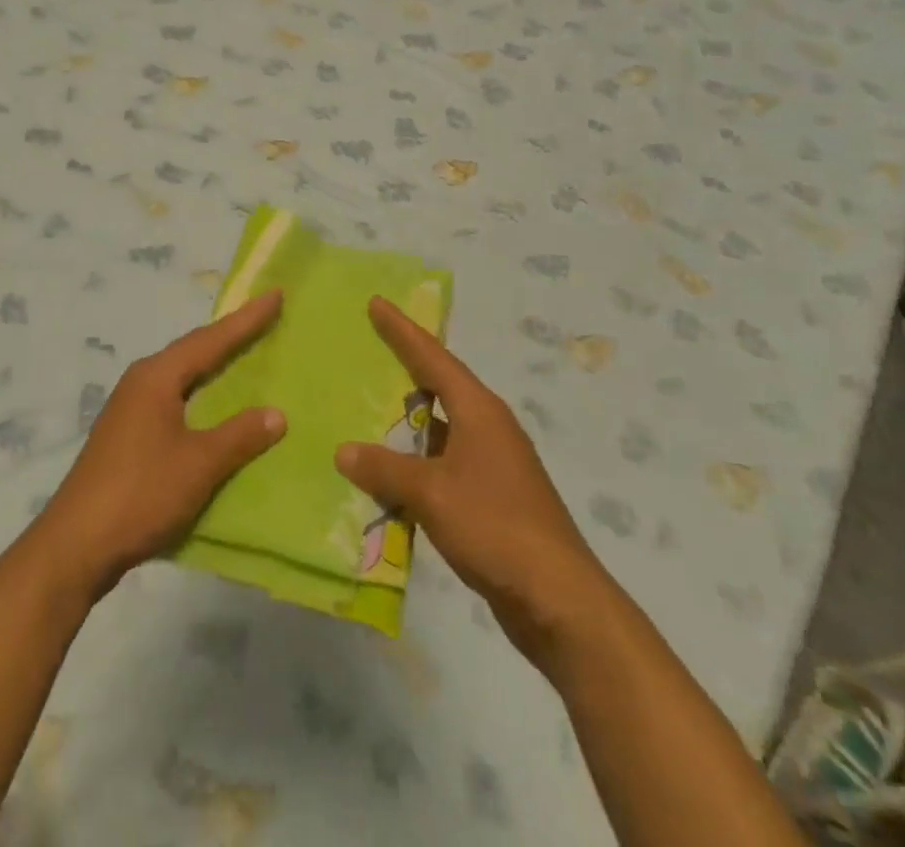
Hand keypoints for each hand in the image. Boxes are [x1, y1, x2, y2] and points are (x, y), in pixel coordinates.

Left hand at [33, 293, 286, 599]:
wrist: (76, 543)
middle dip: (229, 335)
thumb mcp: (199, 464)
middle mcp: (141, 381)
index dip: (246, 320)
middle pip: (193, 350)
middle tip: (264, 318)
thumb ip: (239, 436)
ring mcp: (130, 407)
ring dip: (213, 364)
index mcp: (157, 377)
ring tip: (244, 353)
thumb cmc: (141, 493)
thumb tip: (277, 413)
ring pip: (181, 375)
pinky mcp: (127, 433)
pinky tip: (212, 405)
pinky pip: (173, 397)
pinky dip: (199, 392)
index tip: (274, 294)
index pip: (210, 340)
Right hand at [336, 297, 616, 670]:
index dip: (402, 330)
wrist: (560, 601)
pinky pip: (443, 464)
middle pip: (439, 386)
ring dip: (406, 423)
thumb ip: (385, 469)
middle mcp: (488, 428)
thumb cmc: (496, 527)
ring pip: (439, 429)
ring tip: (366, 409)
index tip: (376, 303)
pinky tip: (388, 474)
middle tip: (368, 349)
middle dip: (404, 368)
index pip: (433, 357)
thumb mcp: (432, 493)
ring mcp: (493, 464)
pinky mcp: (492, 498)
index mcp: (478, 411)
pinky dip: (415, 462)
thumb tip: (344, 451)